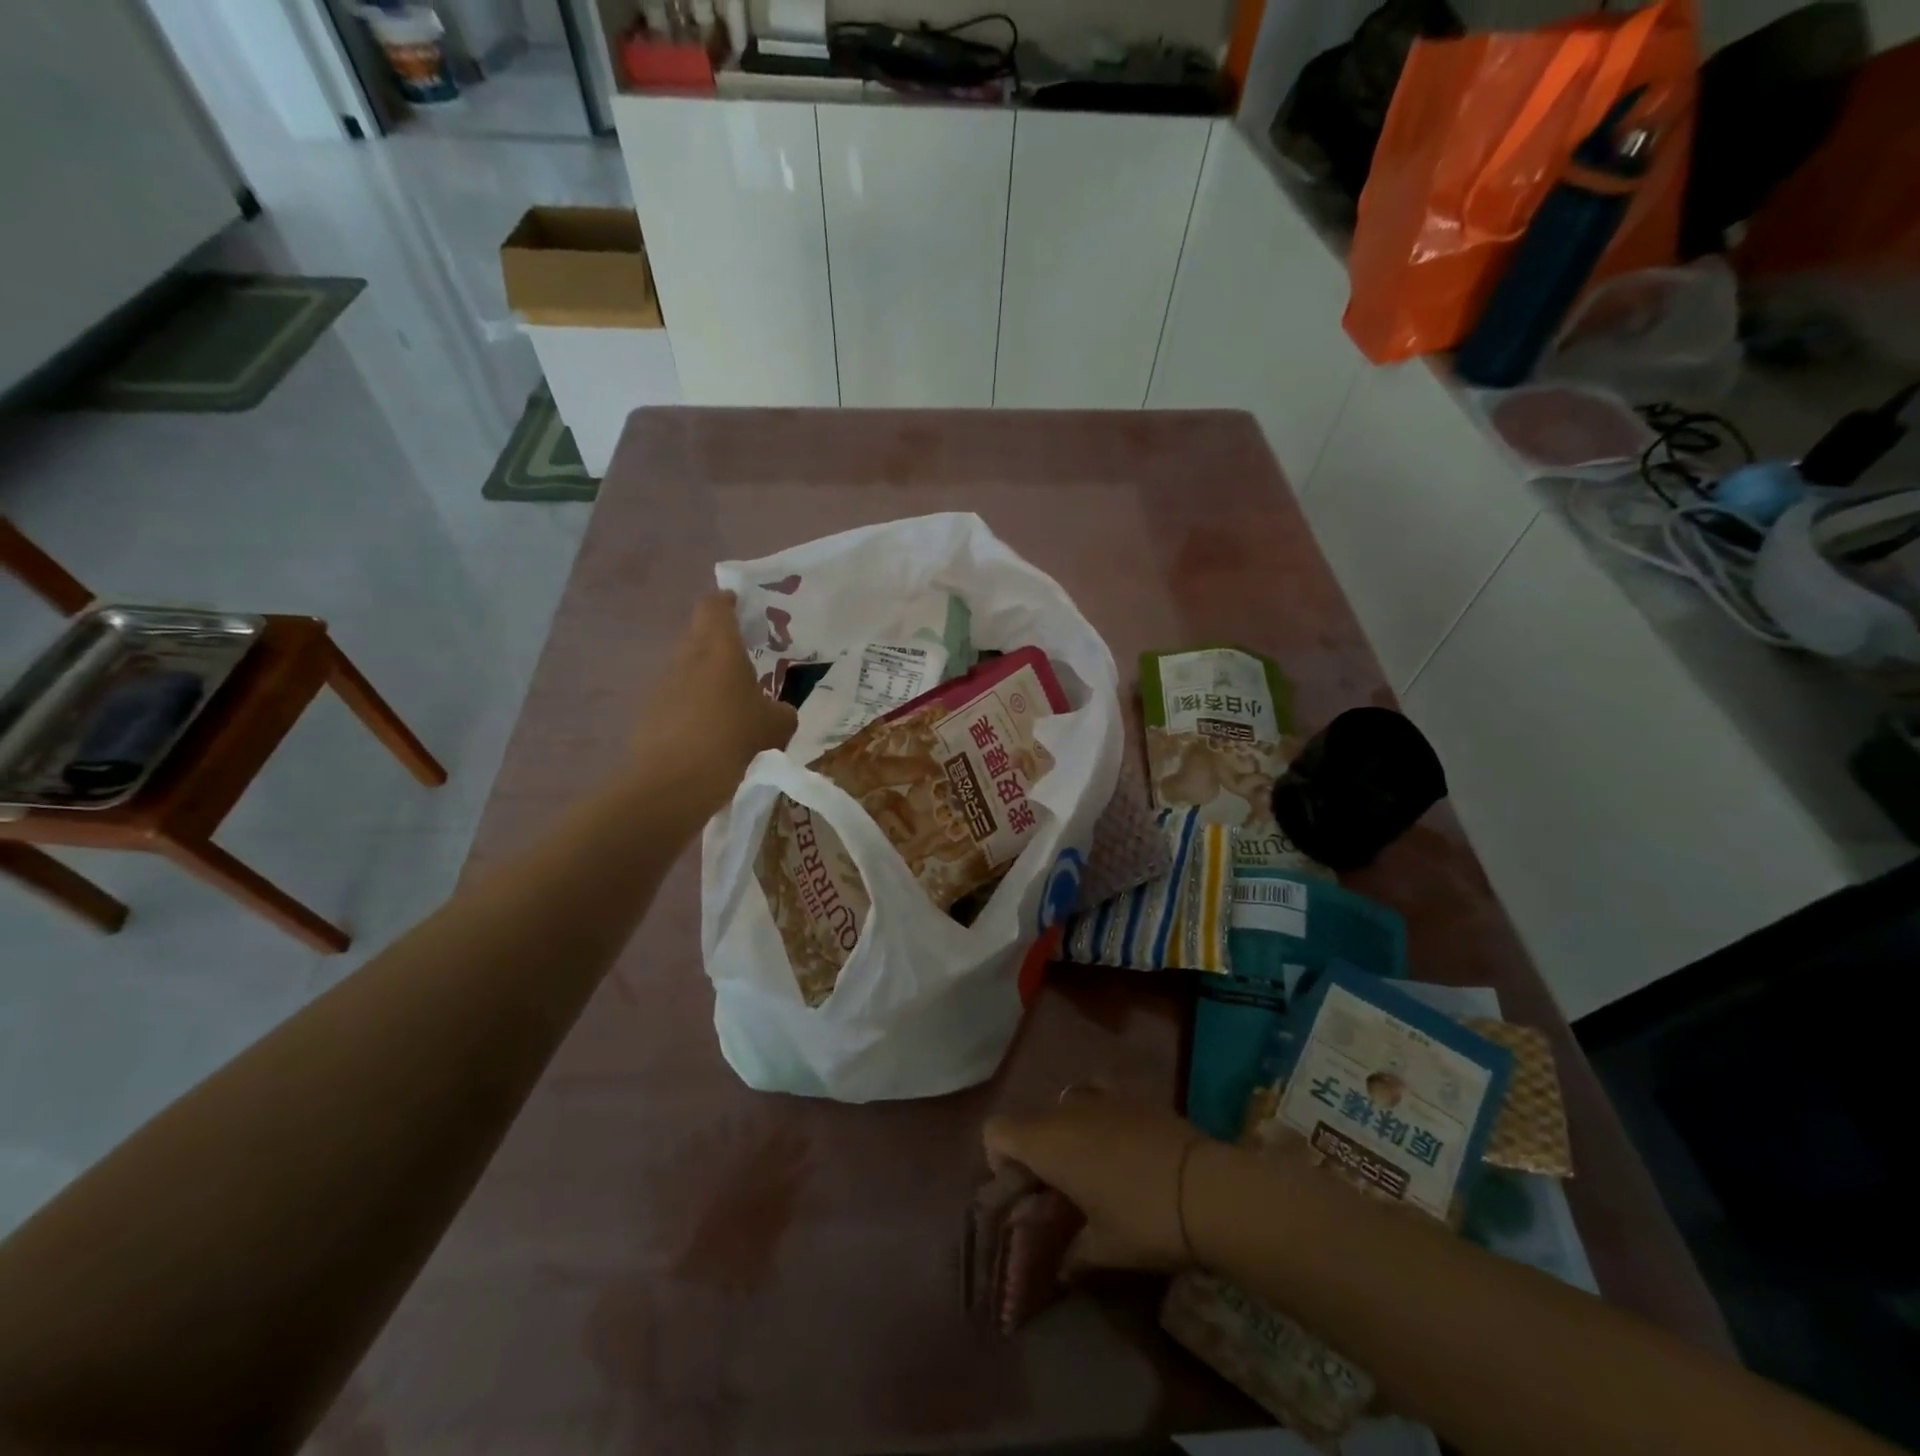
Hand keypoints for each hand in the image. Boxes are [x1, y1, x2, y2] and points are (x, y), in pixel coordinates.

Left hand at [633, 591, 796, 807]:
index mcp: (719, 649)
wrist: (674, 782)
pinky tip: (711, 732)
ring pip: (687, 668)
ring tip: (731, 703)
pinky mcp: (650, 713)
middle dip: (721, 643)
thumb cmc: (732, 738)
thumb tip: (778, 711)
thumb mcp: (777, 725)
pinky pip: (677, 698)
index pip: (714, 606)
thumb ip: (782, 711)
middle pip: (699, 635)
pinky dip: (693, 706)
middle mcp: (686, 658)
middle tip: (747, 660)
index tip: (742, 607)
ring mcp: (663, 685)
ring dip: (707, 678)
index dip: (727, 601)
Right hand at [983, 1092, 1215, 1274]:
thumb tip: (1060, 1269)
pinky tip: (1121, 1143)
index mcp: (1047, 1143)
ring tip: (1092, 1168)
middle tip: (1060, 1192)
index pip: (995, 1130)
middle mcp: (1065, 1109)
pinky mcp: (1133, 1093)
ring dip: (1066, 1133)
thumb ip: (1072, 1255)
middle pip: (1031, 1120)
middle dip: (1036, 1152)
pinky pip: (1100, 1095)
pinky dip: (1099, 1115)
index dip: (998, 1159)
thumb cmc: (1144, 1220)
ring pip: (1064, 1106)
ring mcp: (1101, 1095)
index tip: (1024, 1191)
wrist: (1208, 1188)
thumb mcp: (1104, 1249)